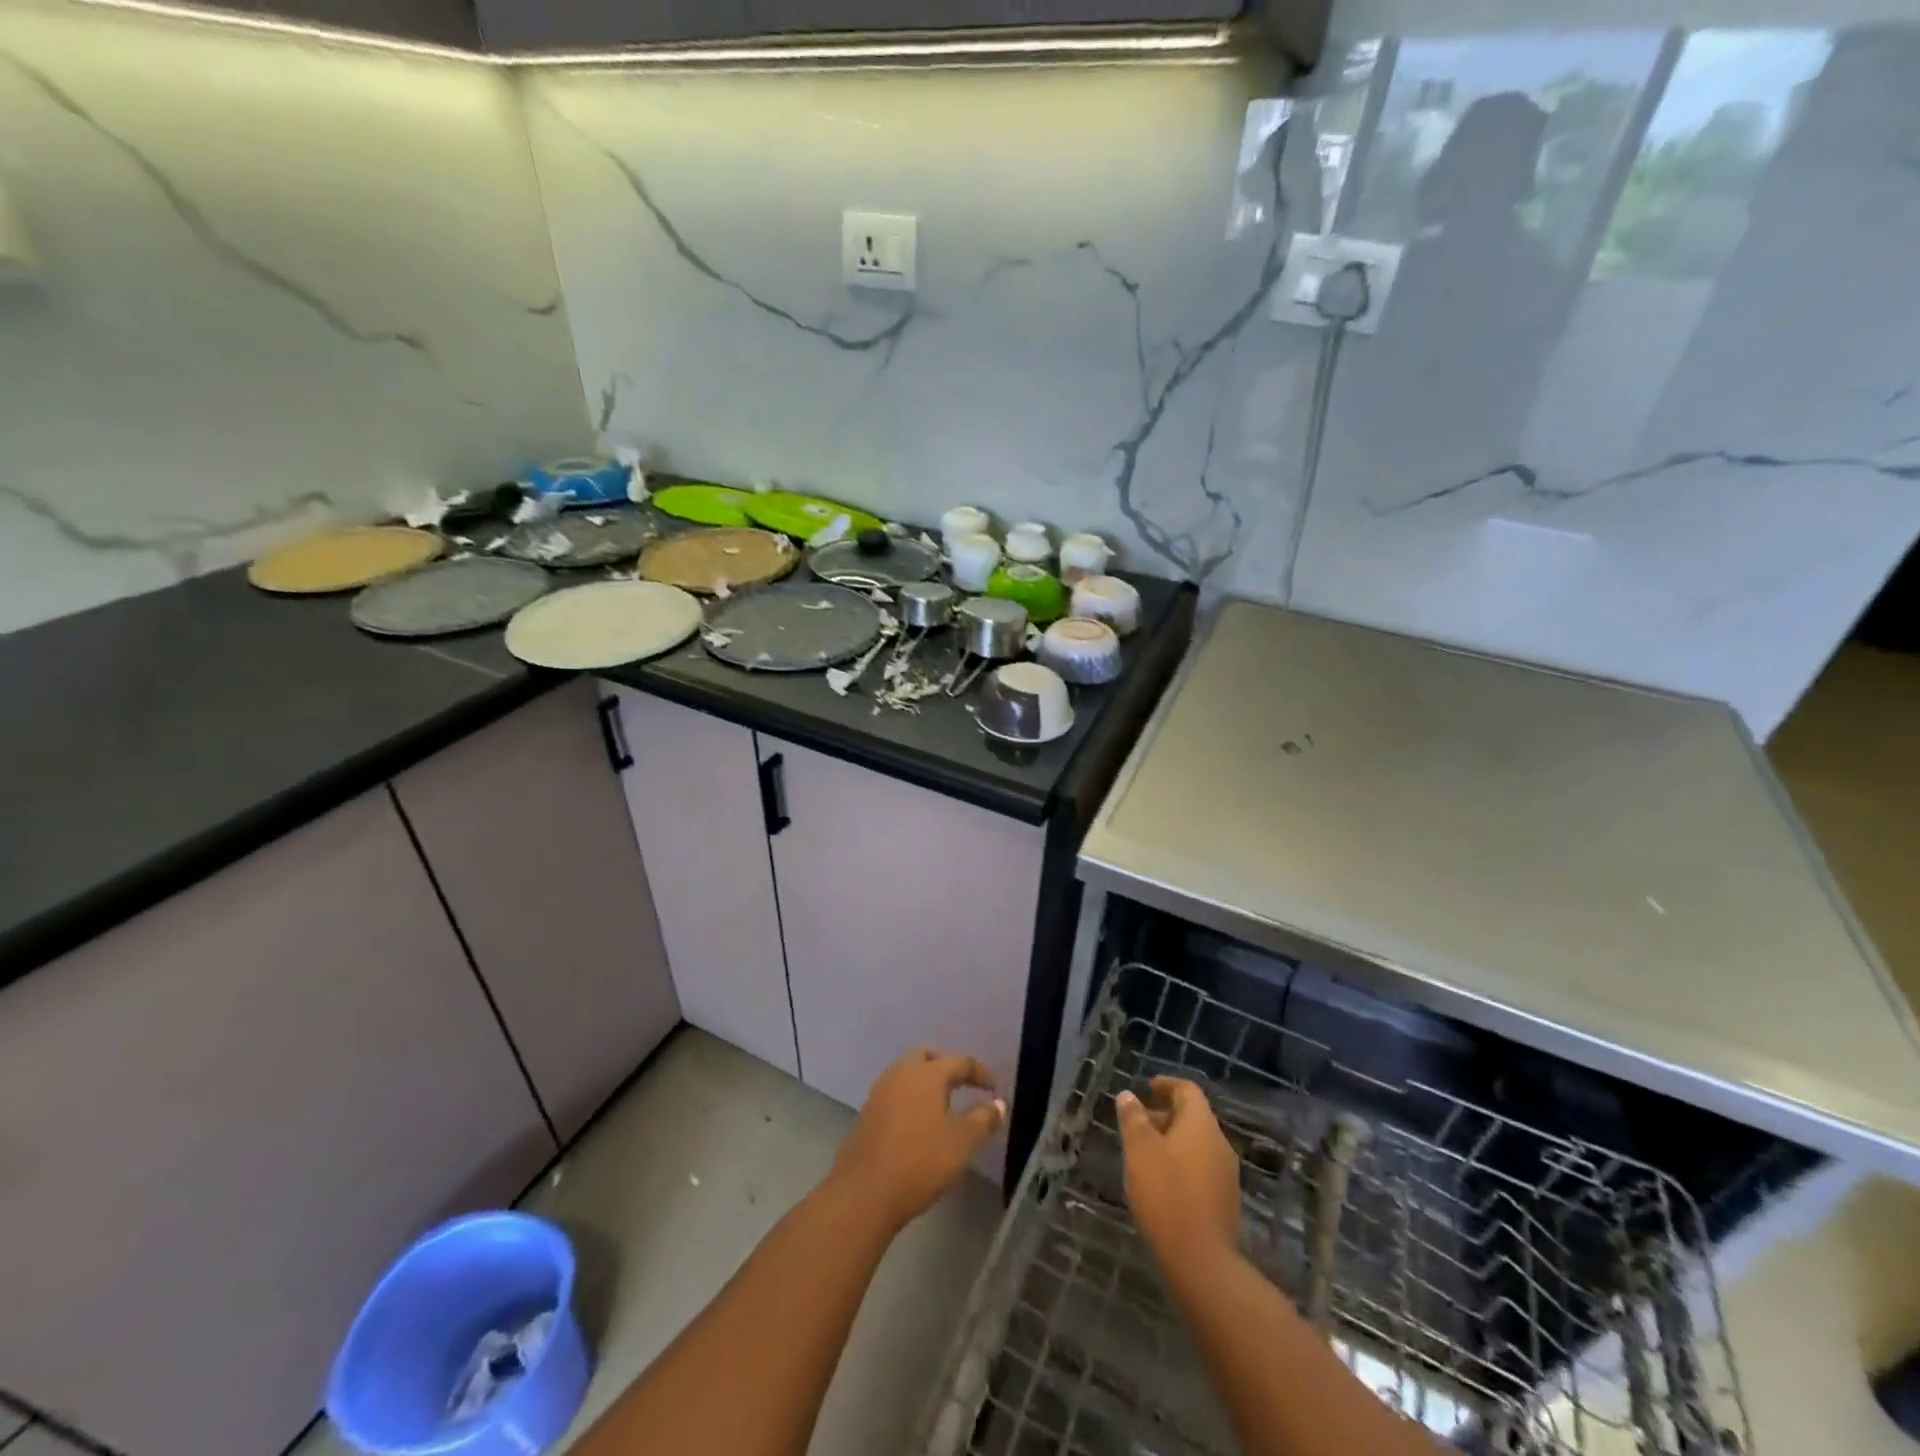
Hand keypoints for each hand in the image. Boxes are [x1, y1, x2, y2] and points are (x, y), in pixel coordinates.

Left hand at [832, 1049, 1005, 1233]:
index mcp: (927, 1074)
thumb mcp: (961, 1143)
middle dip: (944, 1066)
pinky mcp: (866, 1113)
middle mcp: (901, 1074)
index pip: (959, 1062)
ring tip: (940, 1106)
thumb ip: (982, 1120)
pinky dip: (909, 1099)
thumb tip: (998, 1104)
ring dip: (924, 1082)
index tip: (993, 1087)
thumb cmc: (920, 1161)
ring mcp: (880, 1092)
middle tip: (960, 1085)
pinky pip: (894, 1094)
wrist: (864, 1191)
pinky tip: (916, 1123)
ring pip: (906, 1074)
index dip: (979, 1072)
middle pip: (925, 1057)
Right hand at [1116, 1078, 1242, 1273]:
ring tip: (1143, 1154)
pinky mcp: (1224, 1200)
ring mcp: (1225, 1174)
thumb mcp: (1139, 1151)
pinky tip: (1160, 1181)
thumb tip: (1128, 1095)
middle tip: (1136, 1123)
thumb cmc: (1166, 1194)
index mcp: (1201, 1125)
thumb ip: (1133, 1119)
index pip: (1187, 1090)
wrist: (1201, 1261)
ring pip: (1196, 1143)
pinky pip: (1200, 1167)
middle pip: (1192, 1117)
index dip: (1166, 1085)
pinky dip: (1180, 1162)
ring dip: (1171, 1140)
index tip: (1146, 1088)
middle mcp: (1219, 1143)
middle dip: (1164, 1115)